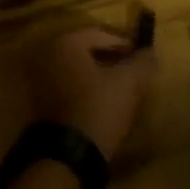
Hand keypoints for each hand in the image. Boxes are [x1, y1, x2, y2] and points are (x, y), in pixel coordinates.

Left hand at [29, 26, 157, 157]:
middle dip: (113, 59)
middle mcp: (47, 56)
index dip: (127, 44)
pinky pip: (69, 86)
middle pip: (88, 51)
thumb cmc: (99, 108)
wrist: (68, 154)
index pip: (102, 34)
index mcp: (66, 43)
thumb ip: (142, 61)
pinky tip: (104, 103)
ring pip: (78, 70)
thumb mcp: (129, 82)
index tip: (144, 58)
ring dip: (100, 75)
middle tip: (134, 72)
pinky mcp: (40, 102)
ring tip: (122, 90)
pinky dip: (87, 90)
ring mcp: (39, 80)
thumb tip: (150, 51)